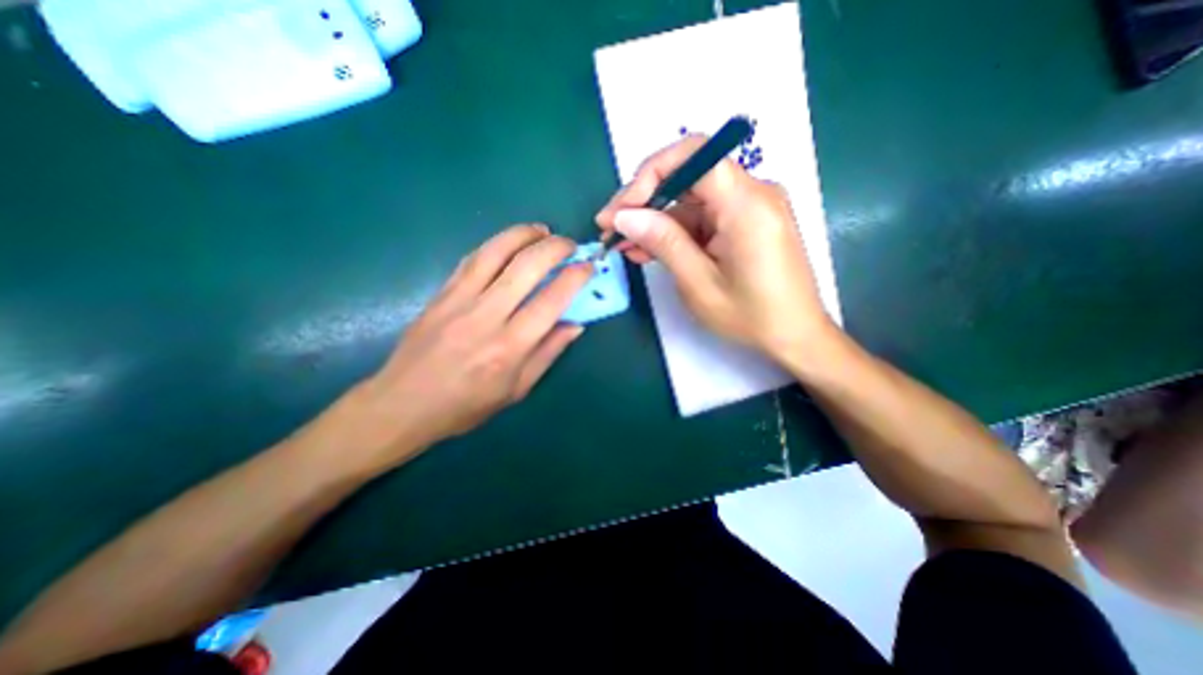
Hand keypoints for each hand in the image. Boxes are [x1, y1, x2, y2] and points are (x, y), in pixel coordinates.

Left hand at [319, 224, 591, 471]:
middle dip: (554, 247)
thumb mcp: (516, 389)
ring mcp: (459, 300)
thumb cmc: (465, 405)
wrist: (402, 404)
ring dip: (523, 234)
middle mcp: (486, 317)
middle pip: (525, 267)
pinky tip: (508, 242)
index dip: (574, 278)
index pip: (550, 301)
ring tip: (542, 230)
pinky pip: (471, 259)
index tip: (588, 267)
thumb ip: (548, 353)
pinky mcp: (440, 293)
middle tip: (569, 244)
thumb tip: (575, 325)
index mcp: (509, 347)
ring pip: (495, 253)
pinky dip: (495, 245)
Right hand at [595, 132, 837, 360]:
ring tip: (624, 246)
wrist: (795, 335)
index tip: (622, 208)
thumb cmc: (751, 317)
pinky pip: (703, 217)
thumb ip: (663, 243)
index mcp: (747, 204)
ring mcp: (749, 207)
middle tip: (611, 228)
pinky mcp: (744, 222)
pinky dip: (675, 232)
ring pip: (690, 200)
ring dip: (655, 221)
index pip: (694, 155)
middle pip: (688, 176)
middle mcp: (752, 193)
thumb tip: (624, 216)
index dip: (650, 174)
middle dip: (644, 200)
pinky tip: (649, 250)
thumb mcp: (699, 284)